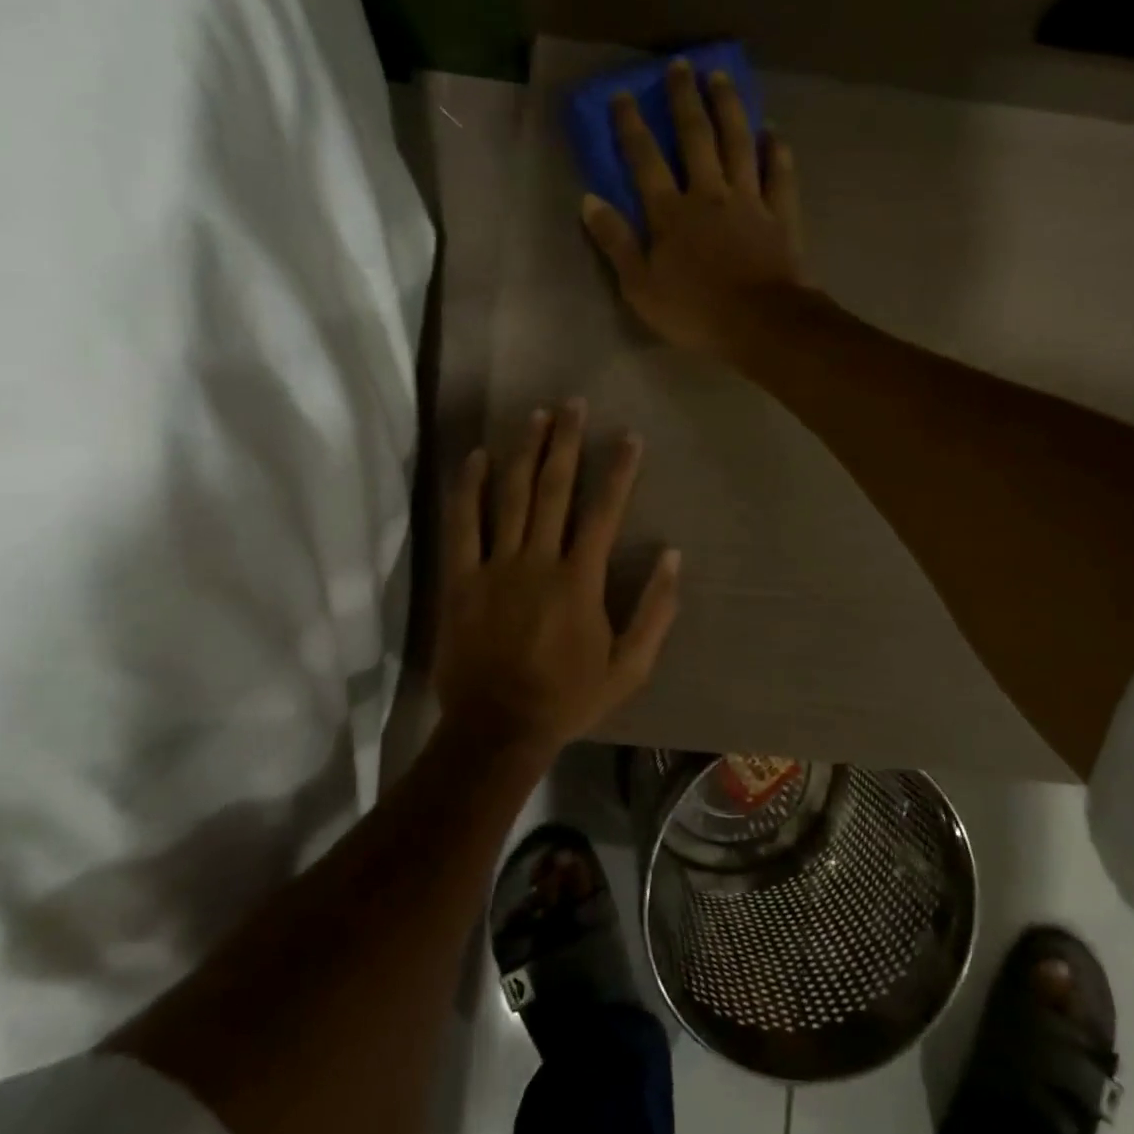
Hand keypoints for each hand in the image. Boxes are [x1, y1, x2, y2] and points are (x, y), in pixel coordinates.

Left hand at [433, 401, 681, 755]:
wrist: (498, 729)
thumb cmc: (568, 698)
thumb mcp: (630, 667)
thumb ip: (655, 611)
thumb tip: (673, 555)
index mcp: (580, 580)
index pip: (604, 511)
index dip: (619, 470)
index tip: (628, 436)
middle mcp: (539, 561)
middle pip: (554, 489)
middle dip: (565, 442)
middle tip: (572, 404)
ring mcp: (495, 567)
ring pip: (511, 496)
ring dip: (524, 451)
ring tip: (534, 415)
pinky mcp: (461, 579)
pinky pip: (463, 525)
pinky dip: (469, 488)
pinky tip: (476, 457)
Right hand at [582, 59, 812, 357]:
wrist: (761, 324)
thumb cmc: (695, 312)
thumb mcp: (640, 288)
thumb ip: (616, 243)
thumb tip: (589, 201)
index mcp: (671, 213)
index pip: (645, 159)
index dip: (632, 125)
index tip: (623, 93)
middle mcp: (709, 194)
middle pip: (696, 137)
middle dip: (685, 99)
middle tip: (680, 66)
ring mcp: (749, 201)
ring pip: (739, 143)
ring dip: (729, 108)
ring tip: (721, 77)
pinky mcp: (780, 215)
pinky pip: (779, 174)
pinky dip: (776, 150)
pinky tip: (773, 131)